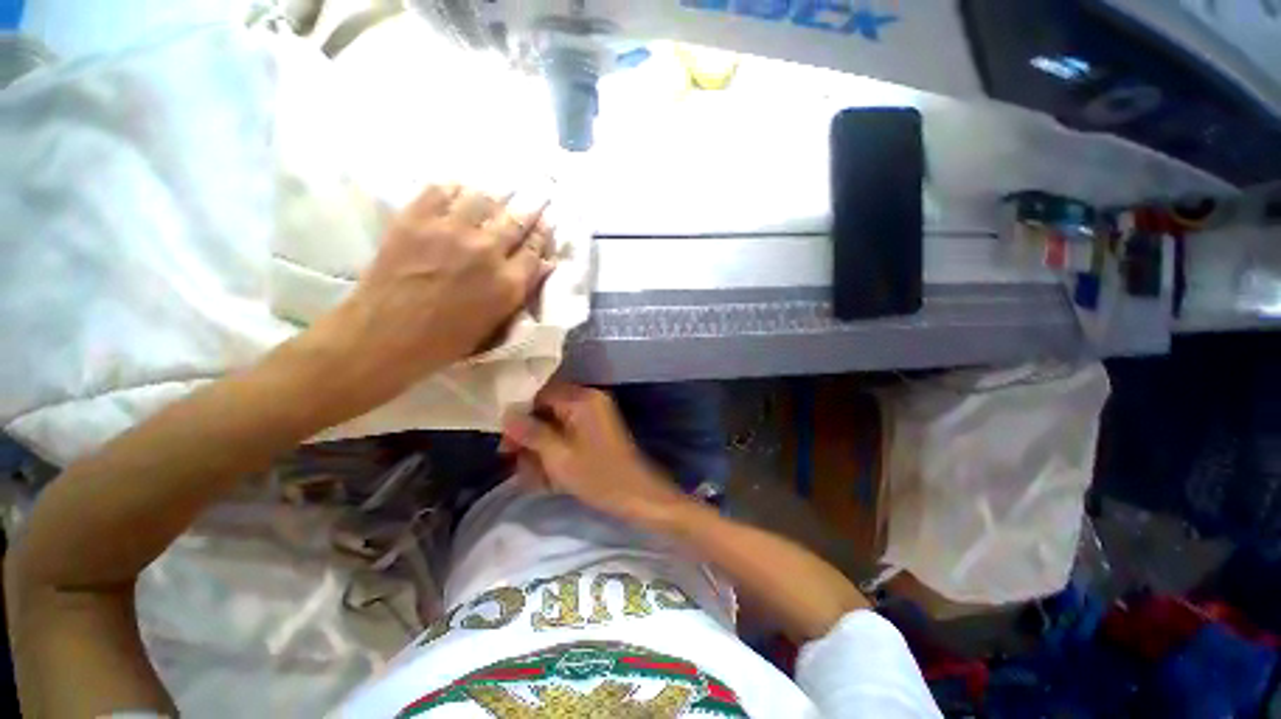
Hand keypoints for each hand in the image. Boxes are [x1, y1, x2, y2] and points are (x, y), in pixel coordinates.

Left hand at [304, 184, 553, 412]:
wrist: (385, 336)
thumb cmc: (447, 341)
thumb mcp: (496, 322)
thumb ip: (521, 290)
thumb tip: (543, 264)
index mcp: (508, 283)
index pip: (535, 249)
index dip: (542, 233)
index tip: (545, 221)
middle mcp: (487, 251)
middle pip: (516, 219)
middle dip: (530, 207)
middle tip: (534, 196)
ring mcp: (450, 231)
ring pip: (483, 199)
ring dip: (494, 197)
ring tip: (495, 195)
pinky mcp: (416, 219)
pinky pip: (441, 190)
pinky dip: (454, 189)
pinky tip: (458, 192)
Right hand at [501, 383, 690, 525]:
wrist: (637, 494)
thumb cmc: (598, 477)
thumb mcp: (558, 457)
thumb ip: (531, 433)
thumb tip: (506, 414)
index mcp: (582, 399)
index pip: (540, 394)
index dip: (519, 416)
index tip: (505, 442)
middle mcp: (589, 399)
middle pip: (547, 408)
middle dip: (529, 435)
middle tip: (514, 461)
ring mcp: (595, 414)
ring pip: (556, 422)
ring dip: (540, 446)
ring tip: (531, 475)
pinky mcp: (597, 428)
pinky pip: (569, 432)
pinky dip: (556, 449)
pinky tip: (546, 475)